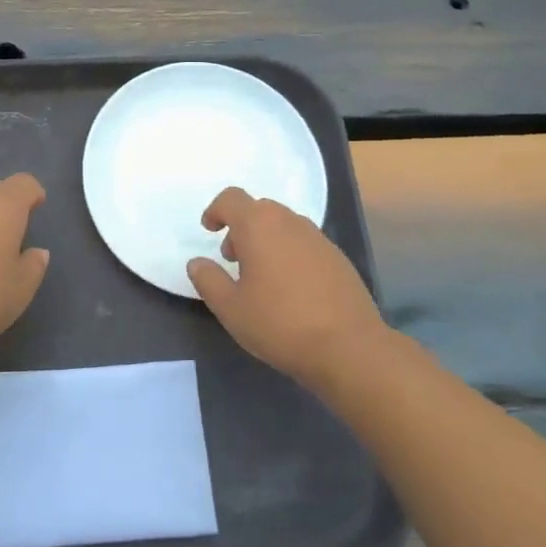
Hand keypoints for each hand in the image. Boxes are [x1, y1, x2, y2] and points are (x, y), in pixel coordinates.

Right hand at [187, 187, 383, 390]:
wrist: (349, 348)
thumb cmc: (280, 323)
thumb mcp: (230, 308)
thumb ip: (208, 280)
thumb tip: (196, 262)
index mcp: (259, 226)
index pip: (231, 198)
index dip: (216, 210)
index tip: (209, 231)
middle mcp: (289, 222)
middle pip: (259, 209)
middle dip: (241, 228)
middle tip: (233, 259)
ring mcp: (318, 238)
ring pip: (283, 226)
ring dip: (266, 240)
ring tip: (261, 277)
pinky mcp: (337, 258)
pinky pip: (304, 243)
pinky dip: (289, 253)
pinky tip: (291, 290)